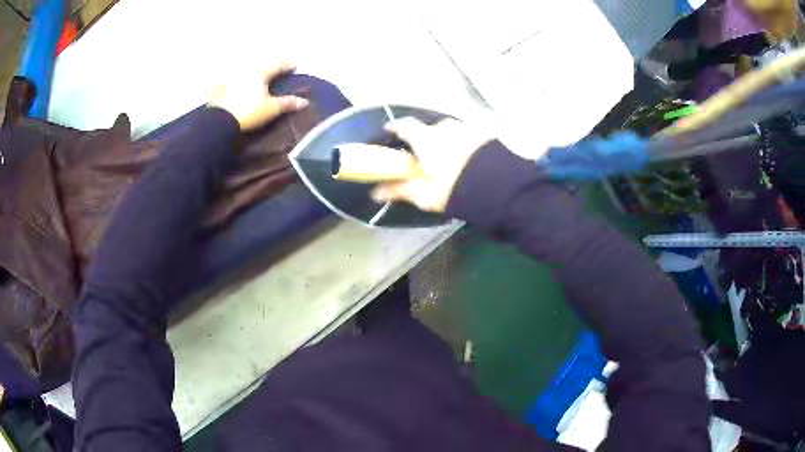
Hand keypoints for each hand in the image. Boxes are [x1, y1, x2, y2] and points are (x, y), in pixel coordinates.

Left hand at [209, 62, 308, 130]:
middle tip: (277, 67)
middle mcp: (247, 69)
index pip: (278, 65)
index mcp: (261, 71)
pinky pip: (230, 78)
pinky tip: (236, 81)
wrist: (221, 121)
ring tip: (259, 73)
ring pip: (246, 68)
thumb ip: (287, 103)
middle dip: (270, 64)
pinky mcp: (221, 86)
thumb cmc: (249, 112)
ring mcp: (232, 76)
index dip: (287, 65)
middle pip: (262, 63)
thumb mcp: (271, 108)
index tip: (294, 67)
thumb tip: (304, 101)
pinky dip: (236, 78)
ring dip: (254, 69)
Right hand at [371, 117, 492, 211]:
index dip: (394, 128)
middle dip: (424, 139)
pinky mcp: (484, 134)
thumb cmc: (455, 190)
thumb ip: (399, 190)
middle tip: (424, 156)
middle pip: (428, 129)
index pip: (403, 124)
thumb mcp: (425, 195)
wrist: (500, 188)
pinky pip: (467, 136)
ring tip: (448, 159)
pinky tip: (467, 159)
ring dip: (445, 141)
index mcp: (426, 138)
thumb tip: (375, 193)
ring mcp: (467, 128)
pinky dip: (462, 144)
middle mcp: (445, 127)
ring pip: (449, 131)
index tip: (389, 133)